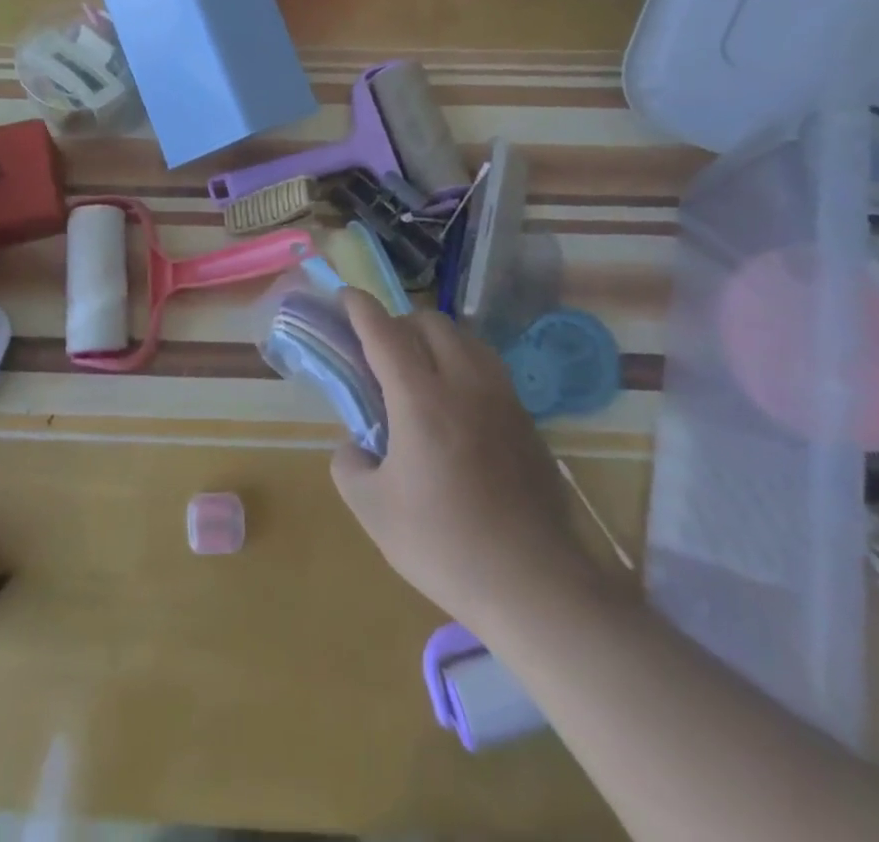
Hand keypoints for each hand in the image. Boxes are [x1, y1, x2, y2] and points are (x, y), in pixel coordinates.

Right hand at [331, 289, 597, 631]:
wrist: (534, 584)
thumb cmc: (444, 545)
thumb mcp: (372, 510)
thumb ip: (349, 464)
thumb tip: (355, 445)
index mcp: (420, 398)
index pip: (384, 332)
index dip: (360, 308)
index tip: (344, 295)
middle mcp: (463, 383)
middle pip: (430, 322)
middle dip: (399, 321)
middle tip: (380, 351)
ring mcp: (501, 398)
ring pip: (466, 338)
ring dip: (435, 339)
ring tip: (419, 370)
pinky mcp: (526, 419)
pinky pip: (489, 367)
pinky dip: (463, 363)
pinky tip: (456, 402)